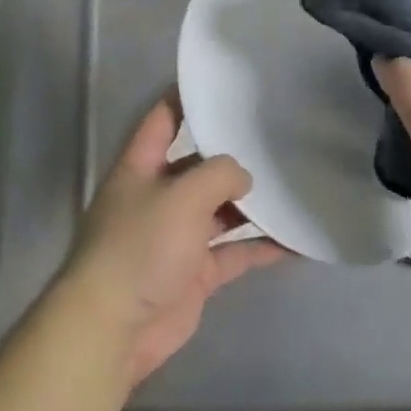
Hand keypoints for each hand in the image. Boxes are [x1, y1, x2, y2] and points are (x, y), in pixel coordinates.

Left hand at [62, 98, 288, 383]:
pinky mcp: (194, 272)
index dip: (185, 97)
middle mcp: (159, 195)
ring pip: (220, 210)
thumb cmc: (141, 246)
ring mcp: (178, 235)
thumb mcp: (183, 195)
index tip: (220, 83)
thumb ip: (219, 174)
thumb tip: (242, 176)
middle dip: (231, 154)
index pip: (163, 119)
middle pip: (198, 165)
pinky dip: (261, 248)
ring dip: (252, 203)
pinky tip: (295, 242)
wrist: (115, 327)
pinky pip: (234, 252)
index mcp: (142, 166)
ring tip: (292, 184)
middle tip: (274, 137)